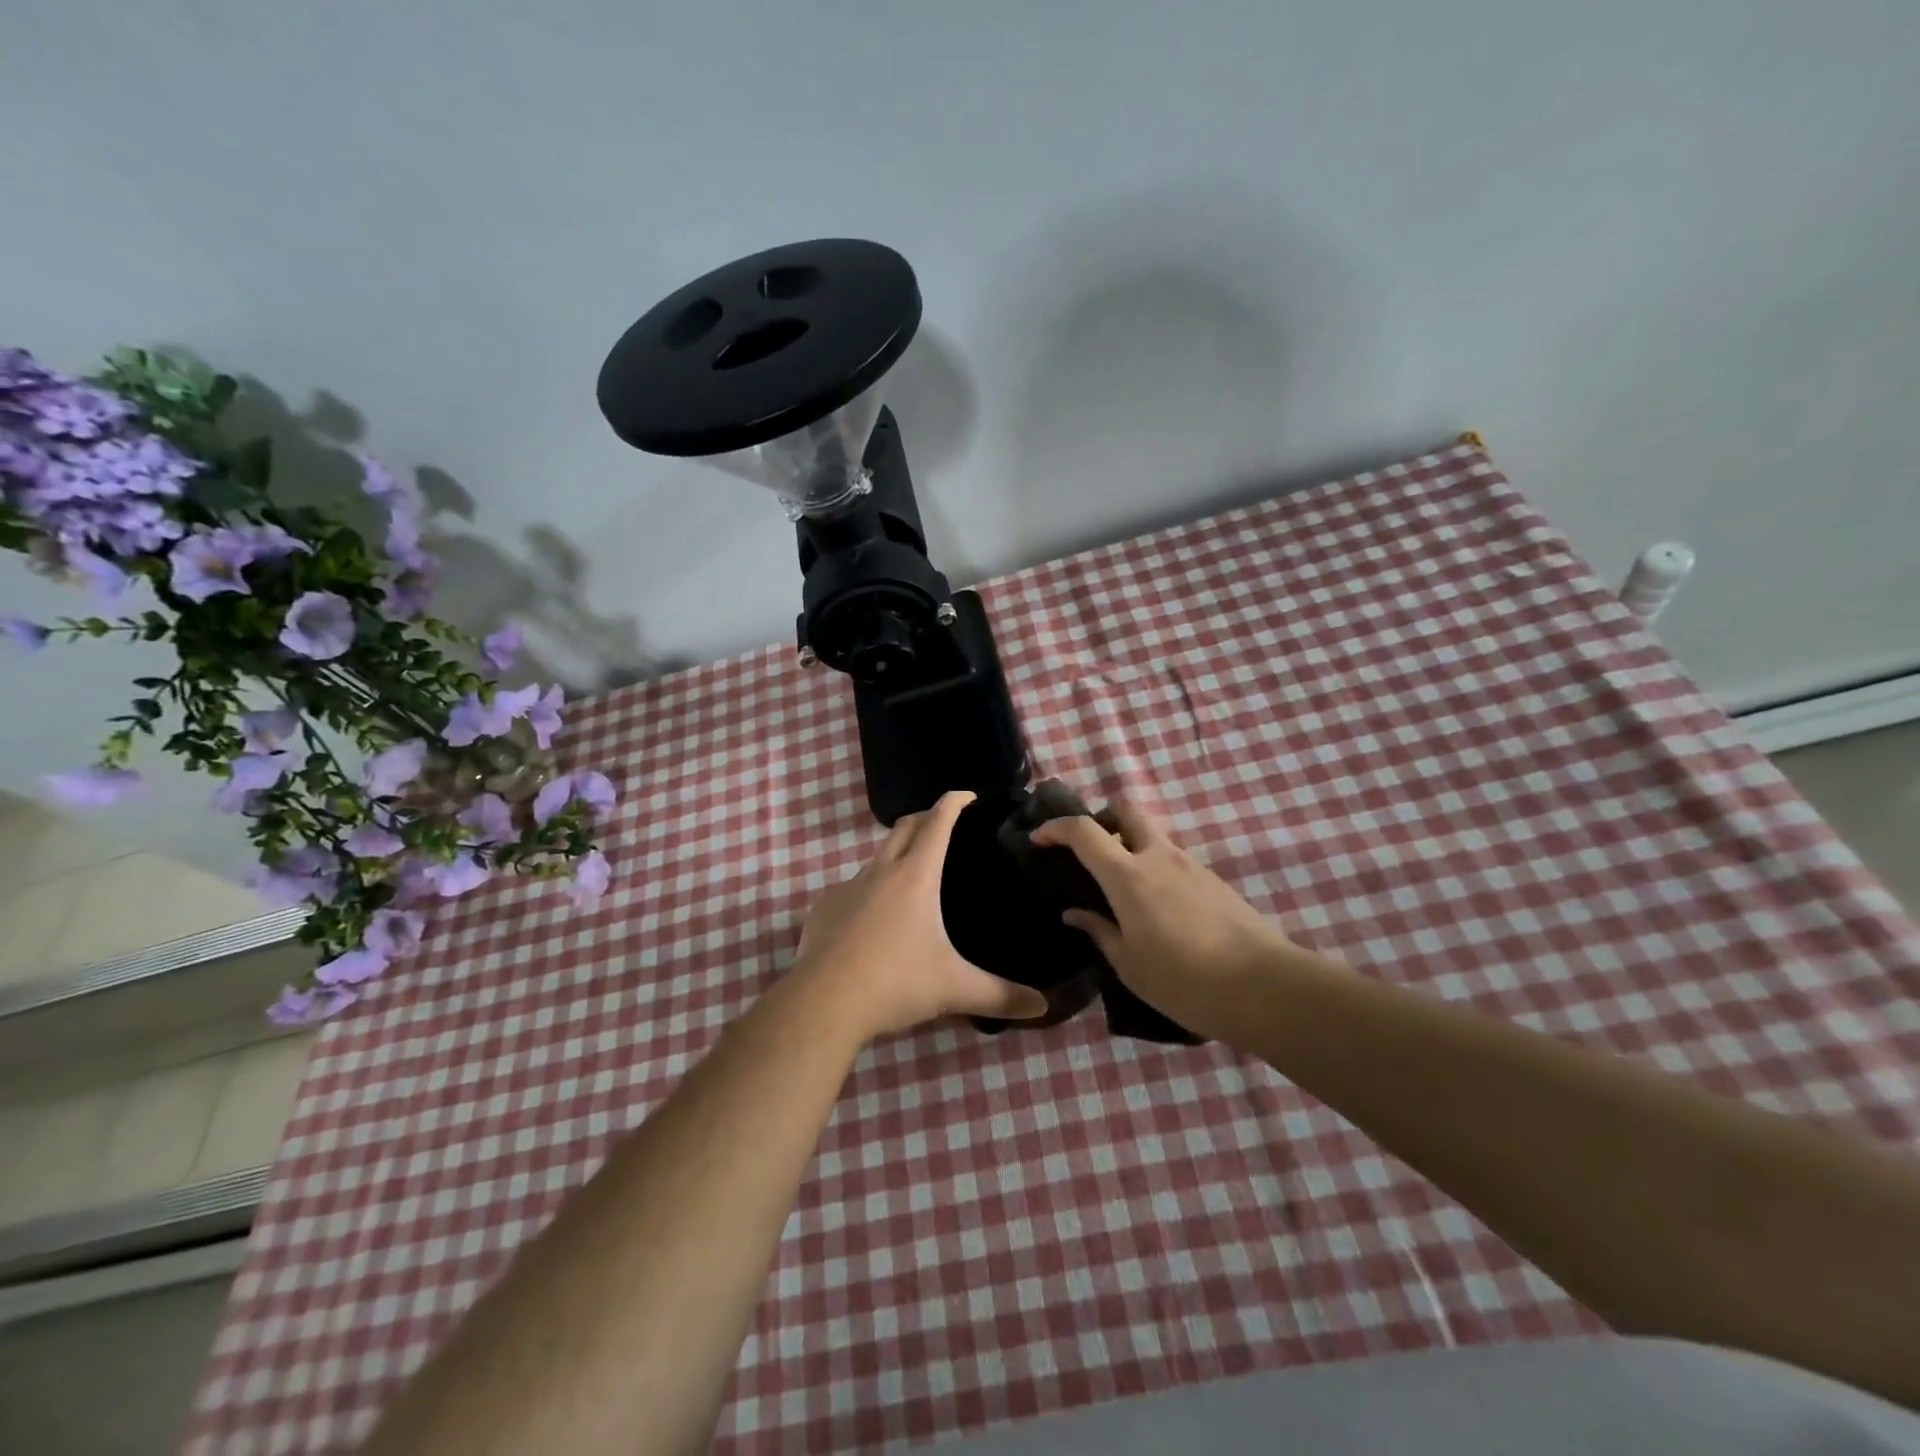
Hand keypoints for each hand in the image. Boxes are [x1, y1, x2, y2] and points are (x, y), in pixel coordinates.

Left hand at [795, 791, 1050, 1040]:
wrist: (823, 1003)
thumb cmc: (895, 983)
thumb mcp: (954, 989)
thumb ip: (1000, 995)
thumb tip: (1043, 1006)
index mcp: (915, 876)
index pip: (937, 823)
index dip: (954, 802)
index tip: (967, 795)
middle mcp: (880, 872)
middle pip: (904, 827)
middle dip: (925, 817)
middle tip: (944, 825)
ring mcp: (847, 888)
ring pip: (876, 857)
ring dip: (896, 854)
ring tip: (913, 875)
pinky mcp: (823, 908)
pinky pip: (851, 888)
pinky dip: (868, 890)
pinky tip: (874, 918)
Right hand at [1031, 802, 1307, 1043]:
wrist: (1264, 987)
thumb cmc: (1184, 980)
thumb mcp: (1129, 964)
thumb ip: (1099, 931)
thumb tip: (1074, 913)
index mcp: (1128, 876)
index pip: (1084, 831)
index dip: (1056, 828)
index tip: (1039, 839)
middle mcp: (1159, 858)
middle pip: (1127, 810)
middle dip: (1103, 818)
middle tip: (1092, 851)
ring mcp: (1191, 865)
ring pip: (1154, 837)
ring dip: (1132, 848)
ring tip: (1123, 892)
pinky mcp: (1214, 881)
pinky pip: (1175, 861)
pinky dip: (1156, 870)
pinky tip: (1158, 910)